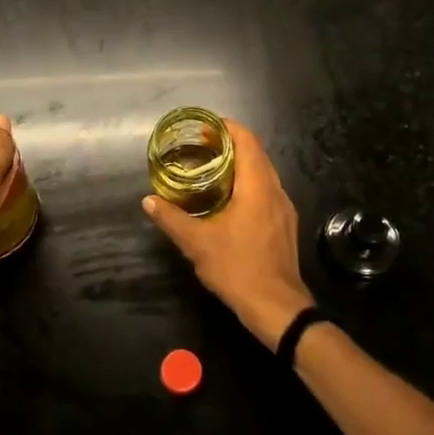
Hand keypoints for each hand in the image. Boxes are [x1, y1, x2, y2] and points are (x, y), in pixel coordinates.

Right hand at [142, 120, 312, 349]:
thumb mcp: (197, 243)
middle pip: (256, 154)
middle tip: (200, 147)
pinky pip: (266, 192)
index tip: (204, 127)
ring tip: (210, 171)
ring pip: (263, 174)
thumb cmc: (238, 268)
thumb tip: (149, 201)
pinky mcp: (285, 225)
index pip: (247, 140)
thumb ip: (172, 218)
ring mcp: (284, 209)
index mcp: (257, 186)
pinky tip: (228, 201)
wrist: (277, 308)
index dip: (227, 128)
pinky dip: (247, 185)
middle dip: (230, 145)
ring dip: (240, 166)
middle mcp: (275, 191)